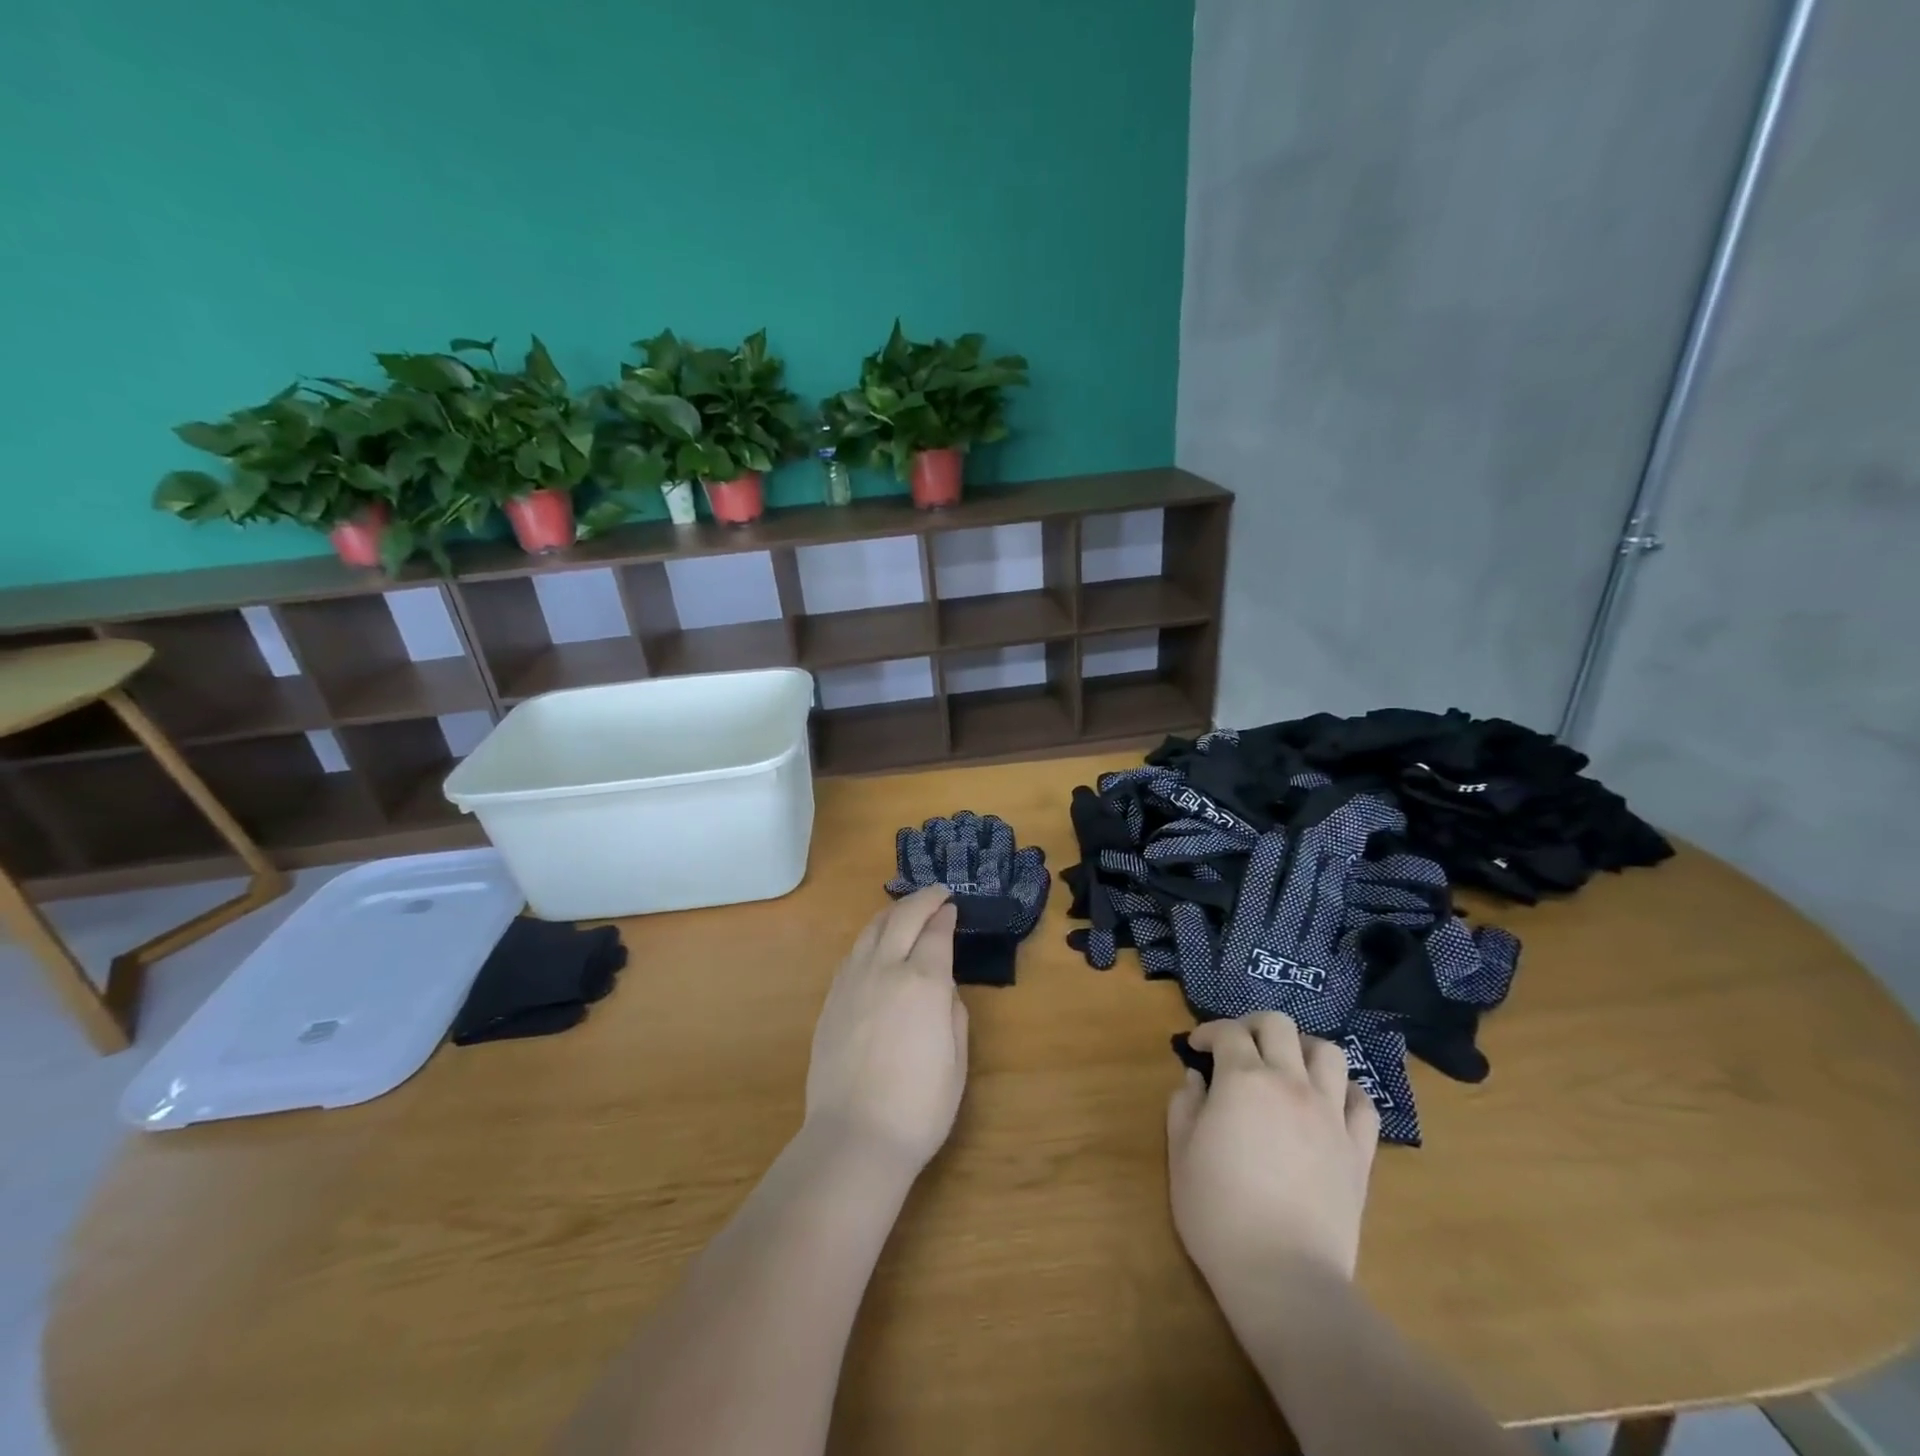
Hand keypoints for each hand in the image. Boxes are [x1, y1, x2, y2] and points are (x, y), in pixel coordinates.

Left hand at [804, 886, 966, 1174]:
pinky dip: (870, 937)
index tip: (952, 906)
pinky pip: (853, 953)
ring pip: (872, 929)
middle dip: (922, 900)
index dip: (945, 915)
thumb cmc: (919, 1106)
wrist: (854, 1136)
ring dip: (893, 912)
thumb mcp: (956, 1060)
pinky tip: (875, 943)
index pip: (936, 933)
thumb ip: (952, 1011)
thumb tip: (941, 986)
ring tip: (905, 909)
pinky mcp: (831, 999)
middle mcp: (886, 970)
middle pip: (902, 918)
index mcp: (924, 983)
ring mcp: (853, 982)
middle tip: (936, 892)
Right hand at [1166, 1013, 1379, 1297]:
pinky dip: (1344, 1092)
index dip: (1208, 1032)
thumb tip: (1196, 1080)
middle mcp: (1290, 1083)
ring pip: (1328, 1053)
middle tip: (1237, 1046)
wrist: (1284, 1276)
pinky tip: (1328, 1104)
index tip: (1195, 1048)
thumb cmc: (1219, 1212)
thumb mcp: (1182, 1153)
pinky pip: (1362, 1103)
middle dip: (1252, 1026)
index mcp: (1243, 1080)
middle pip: (1279, 1026)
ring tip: (1287, 1066)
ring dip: (1303, 1049)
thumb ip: (1184, 1106)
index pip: (1228, 1033)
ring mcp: (1331, 1115)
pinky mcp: (1359, 1150)